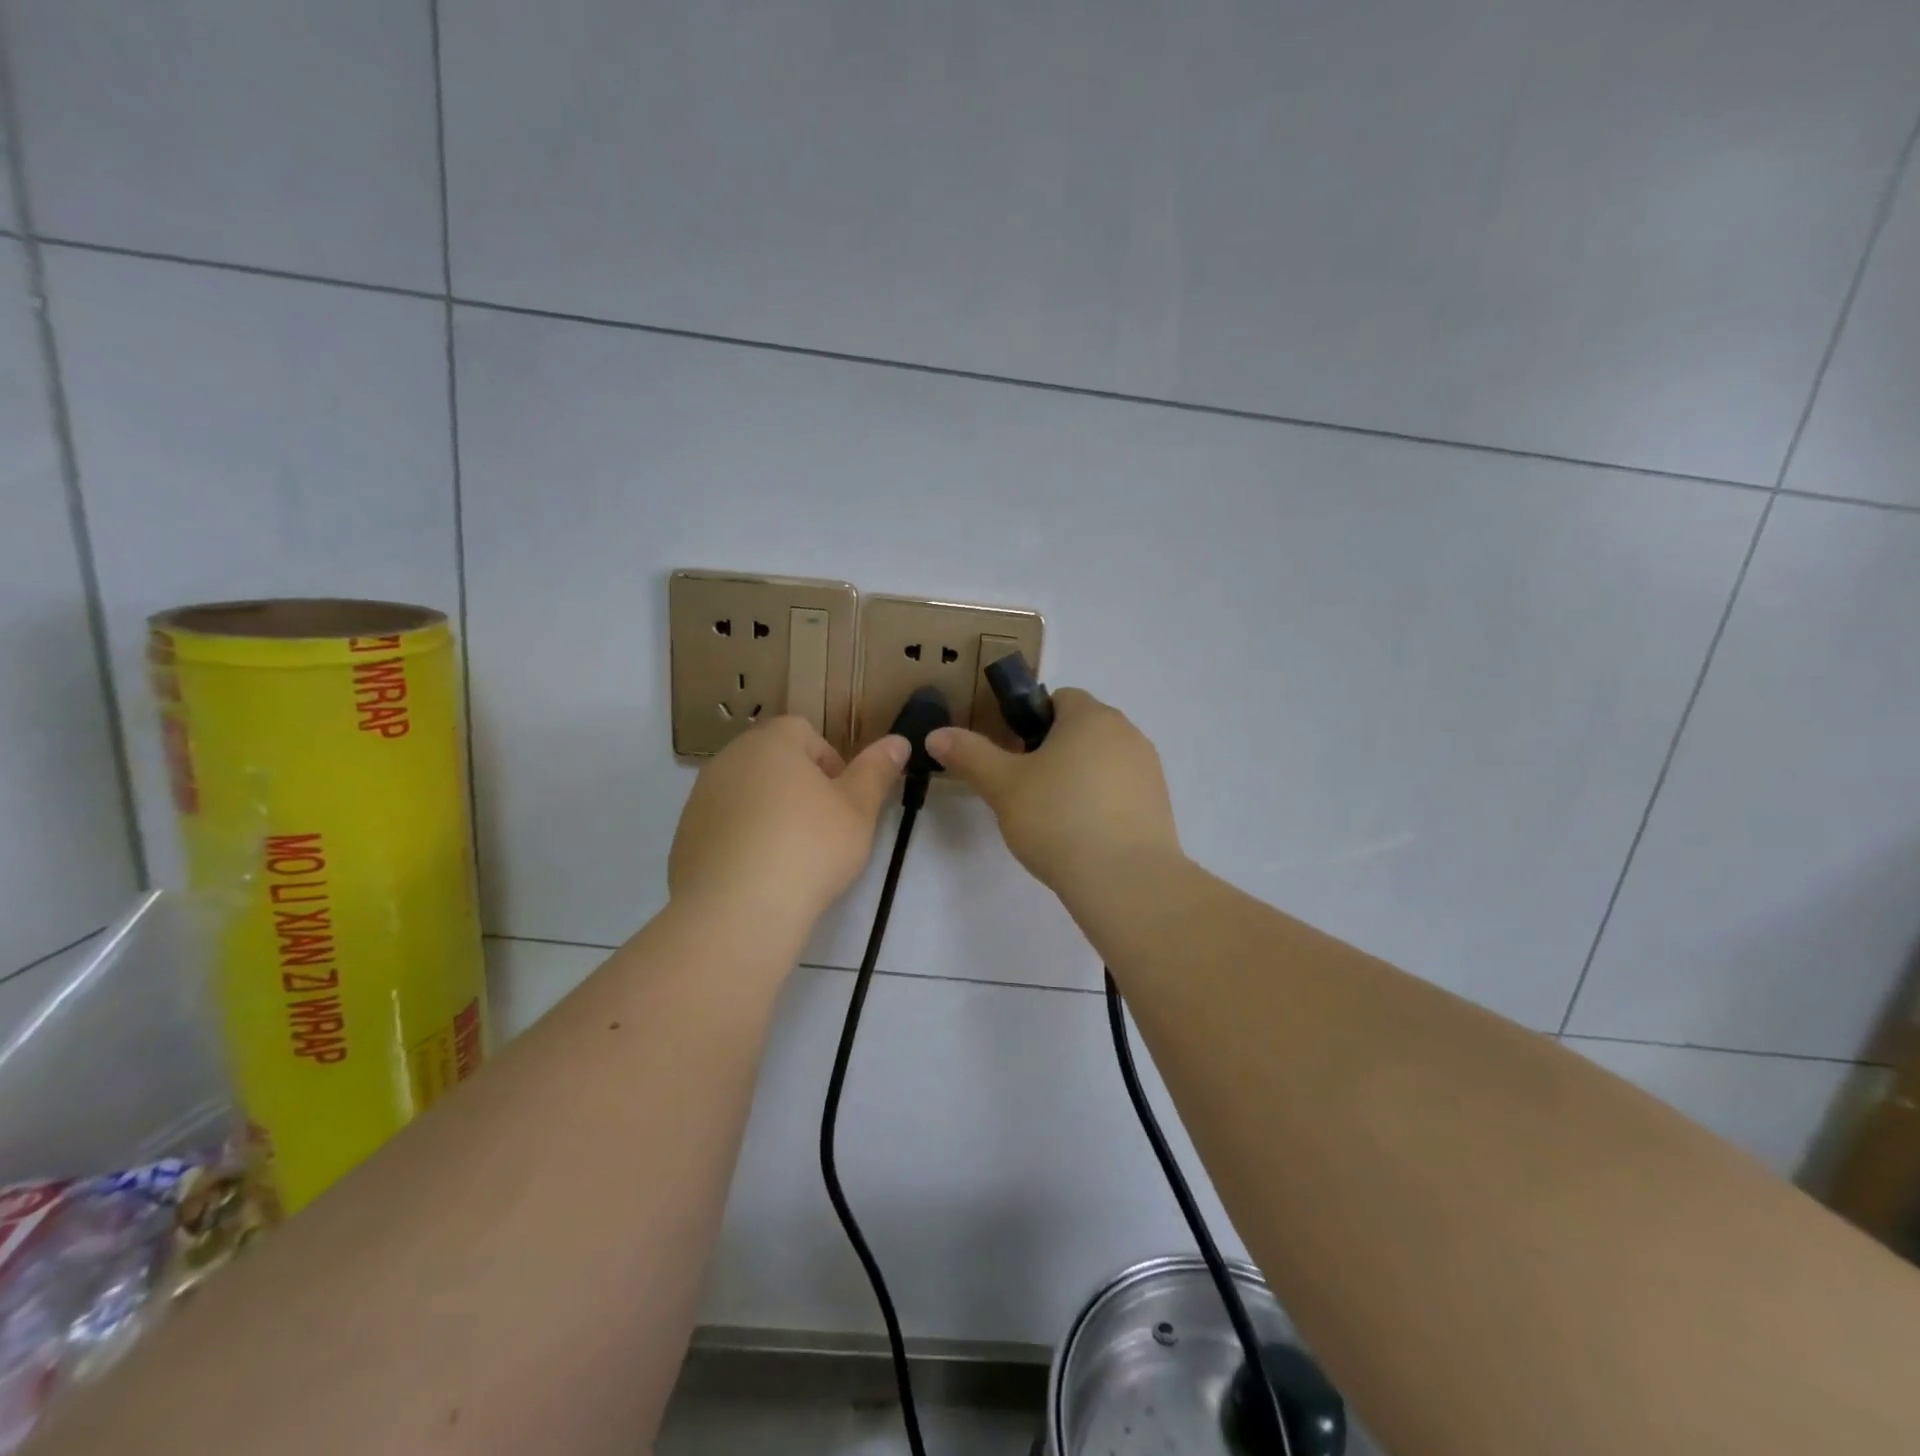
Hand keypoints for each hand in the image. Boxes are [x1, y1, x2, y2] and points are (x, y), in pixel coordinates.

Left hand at [669, 716, 907, 937]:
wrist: (737, 911)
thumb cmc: (809, 848)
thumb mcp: (858, 810)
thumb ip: (877, 771)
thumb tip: (898, 741)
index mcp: (770, 743)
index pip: (804, 731)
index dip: (830, 761)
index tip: (843, 800)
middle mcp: (728, 760)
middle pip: (772, 760)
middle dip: (800, 786)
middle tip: (823, 828)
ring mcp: (701, 799)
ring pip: (747, 793)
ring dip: (770, 812)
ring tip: (791, 855)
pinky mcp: (685, 838)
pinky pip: (724, 827)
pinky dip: (743, 840)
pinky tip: (760, 875)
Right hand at [927, 688, 1181, 903]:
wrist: (1124, 879)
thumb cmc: (1058, 819)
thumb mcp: (1003, 786)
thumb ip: (970, 755)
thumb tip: (935, 734)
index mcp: (1090, 716)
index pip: (1059, 698)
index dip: (1031, 722)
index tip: (1014, 757)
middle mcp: (1127, 732)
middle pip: (1083, 729)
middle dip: (1055, 751)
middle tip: (1028, 790)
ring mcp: (1149, 769)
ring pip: (1104, 760)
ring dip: (1080, 777)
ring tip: (1056, 819)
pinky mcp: (1160, 804)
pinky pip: (1122, 791)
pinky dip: (1103, 803)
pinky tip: (1085, 837)